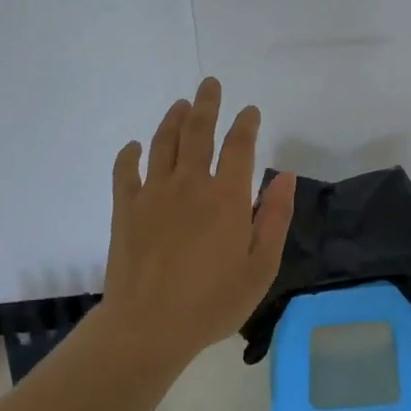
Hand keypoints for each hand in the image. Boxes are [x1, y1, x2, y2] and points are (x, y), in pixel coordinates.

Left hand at [98, 78, 295, 365]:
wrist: (148, 326)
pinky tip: (134, 147)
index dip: (246, 123)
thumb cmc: (213, 302)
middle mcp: (190, 184)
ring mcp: (153, 193)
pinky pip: (125, 170)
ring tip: (180, 104)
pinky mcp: (125, 208)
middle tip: (209, 84)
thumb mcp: (261, 266)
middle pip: (198, 131)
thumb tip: (285, 175)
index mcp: (227, 197)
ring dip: (172, 119)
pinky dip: (130, 154)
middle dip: (207, 104)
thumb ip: (275, 217)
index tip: (250, 111)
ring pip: (162, 142)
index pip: (239, 146)